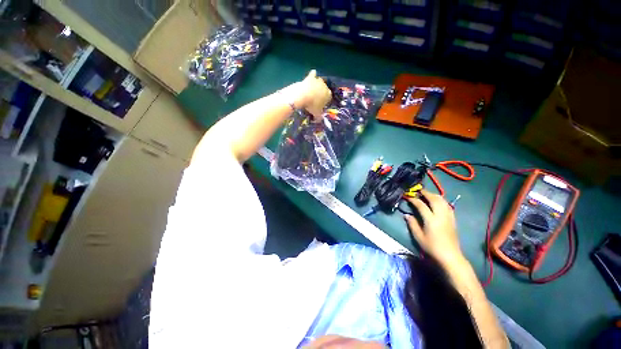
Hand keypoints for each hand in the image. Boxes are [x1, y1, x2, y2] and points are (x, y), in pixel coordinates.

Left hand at [292, 70, 331, 120]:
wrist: (302, 96)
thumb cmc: (311, 106)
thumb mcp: (316, 114)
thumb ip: (319, 118)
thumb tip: (319, 120)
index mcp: (328, 94)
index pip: (329, 98)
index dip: (325, 101)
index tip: (320, 105)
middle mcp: (325, 86)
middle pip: (324, 90)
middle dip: (321, 93)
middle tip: (315, 99)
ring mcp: (318, 80)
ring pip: (319, 82)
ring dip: (317, 86)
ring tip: (312, 91)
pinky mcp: (310, 77)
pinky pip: (313, 74)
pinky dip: (312, 75)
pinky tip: (311, 77)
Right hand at [404, 189, 463, 265]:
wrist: (450, 256)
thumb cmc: (432, 247)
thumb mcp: (418, 237)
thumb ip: (412, 224)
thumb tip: (407, 215)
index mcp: (431, 220)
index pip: (421, 205)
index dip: (414, 200)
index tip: (408, 197)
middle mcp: (441, 216)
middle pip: (434, 200)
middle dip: (426, 193)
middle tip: (419, 190)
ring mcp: (448, 217)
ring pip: (443, 201)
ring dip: (435, 195)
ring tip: (428, 194)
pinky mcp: (453, 220)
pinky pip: (448, 206)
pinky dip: (442, 201)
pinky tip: (438, 201)